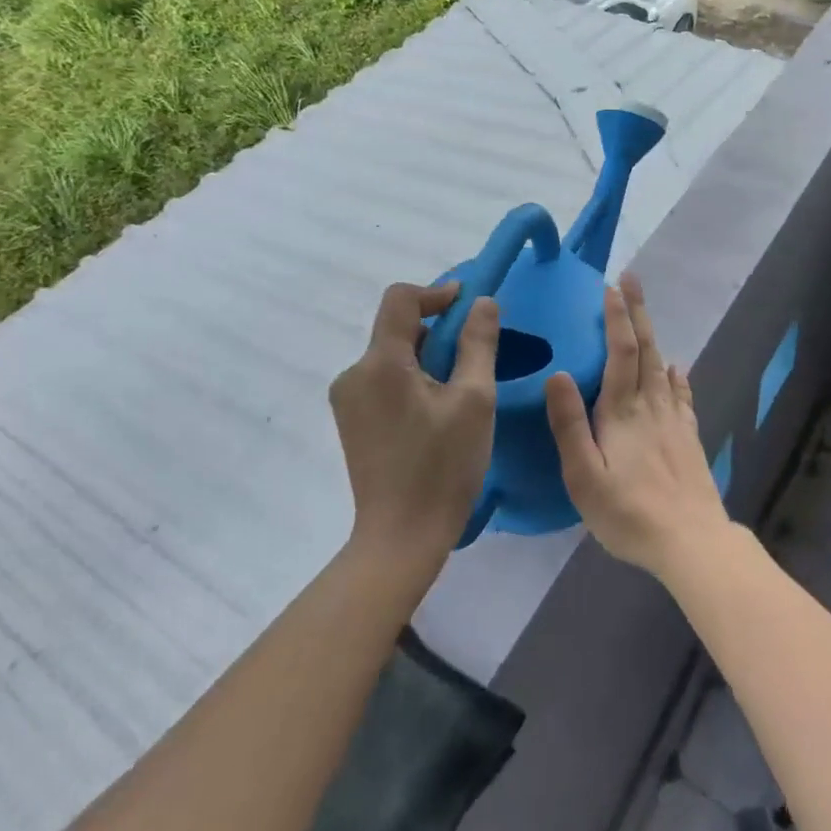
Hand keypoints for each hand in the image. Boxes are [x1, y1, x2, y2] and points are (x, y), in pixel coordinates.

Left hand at [329, 282, 498, 560]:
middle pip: (396, 328)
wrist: (402, 538)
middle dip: (437, 331)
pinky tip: (437, 411)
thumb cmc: (443, 467)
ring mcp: (348, 400)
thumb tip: (482, 302)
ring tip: (460, 390)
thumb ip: (478, 343)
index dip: (436, 292)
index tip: (469, 305)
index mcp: (380, 364)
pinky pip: (384, 380)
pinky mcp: (352, 421)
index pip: (400, 299)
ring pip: (392, 355)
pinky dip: (412, 379)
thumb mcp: (474, 400)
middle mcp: (354, 374)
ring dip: (427, 358)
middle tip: (474, 356)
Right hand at [547, 272, 730, 581]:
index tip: (610, 287)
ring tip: (644, 314)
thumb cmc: (629, 513)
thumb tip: (558, 373)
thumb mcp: (584, 477)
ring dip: (652, 334)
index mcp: (622, 411)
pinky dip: (677, 377)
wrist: (692, 542)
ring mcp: (674, 421)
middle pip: (646, 348)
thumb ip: (569, 425)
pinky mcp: (689, 438)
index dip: (616, 317)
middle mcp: (651, 406)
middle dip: (637, 311)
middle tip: (631, 278)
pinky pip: (682, 396)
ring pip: (662, 366)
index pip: (620, 351)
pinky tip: (677, 369)